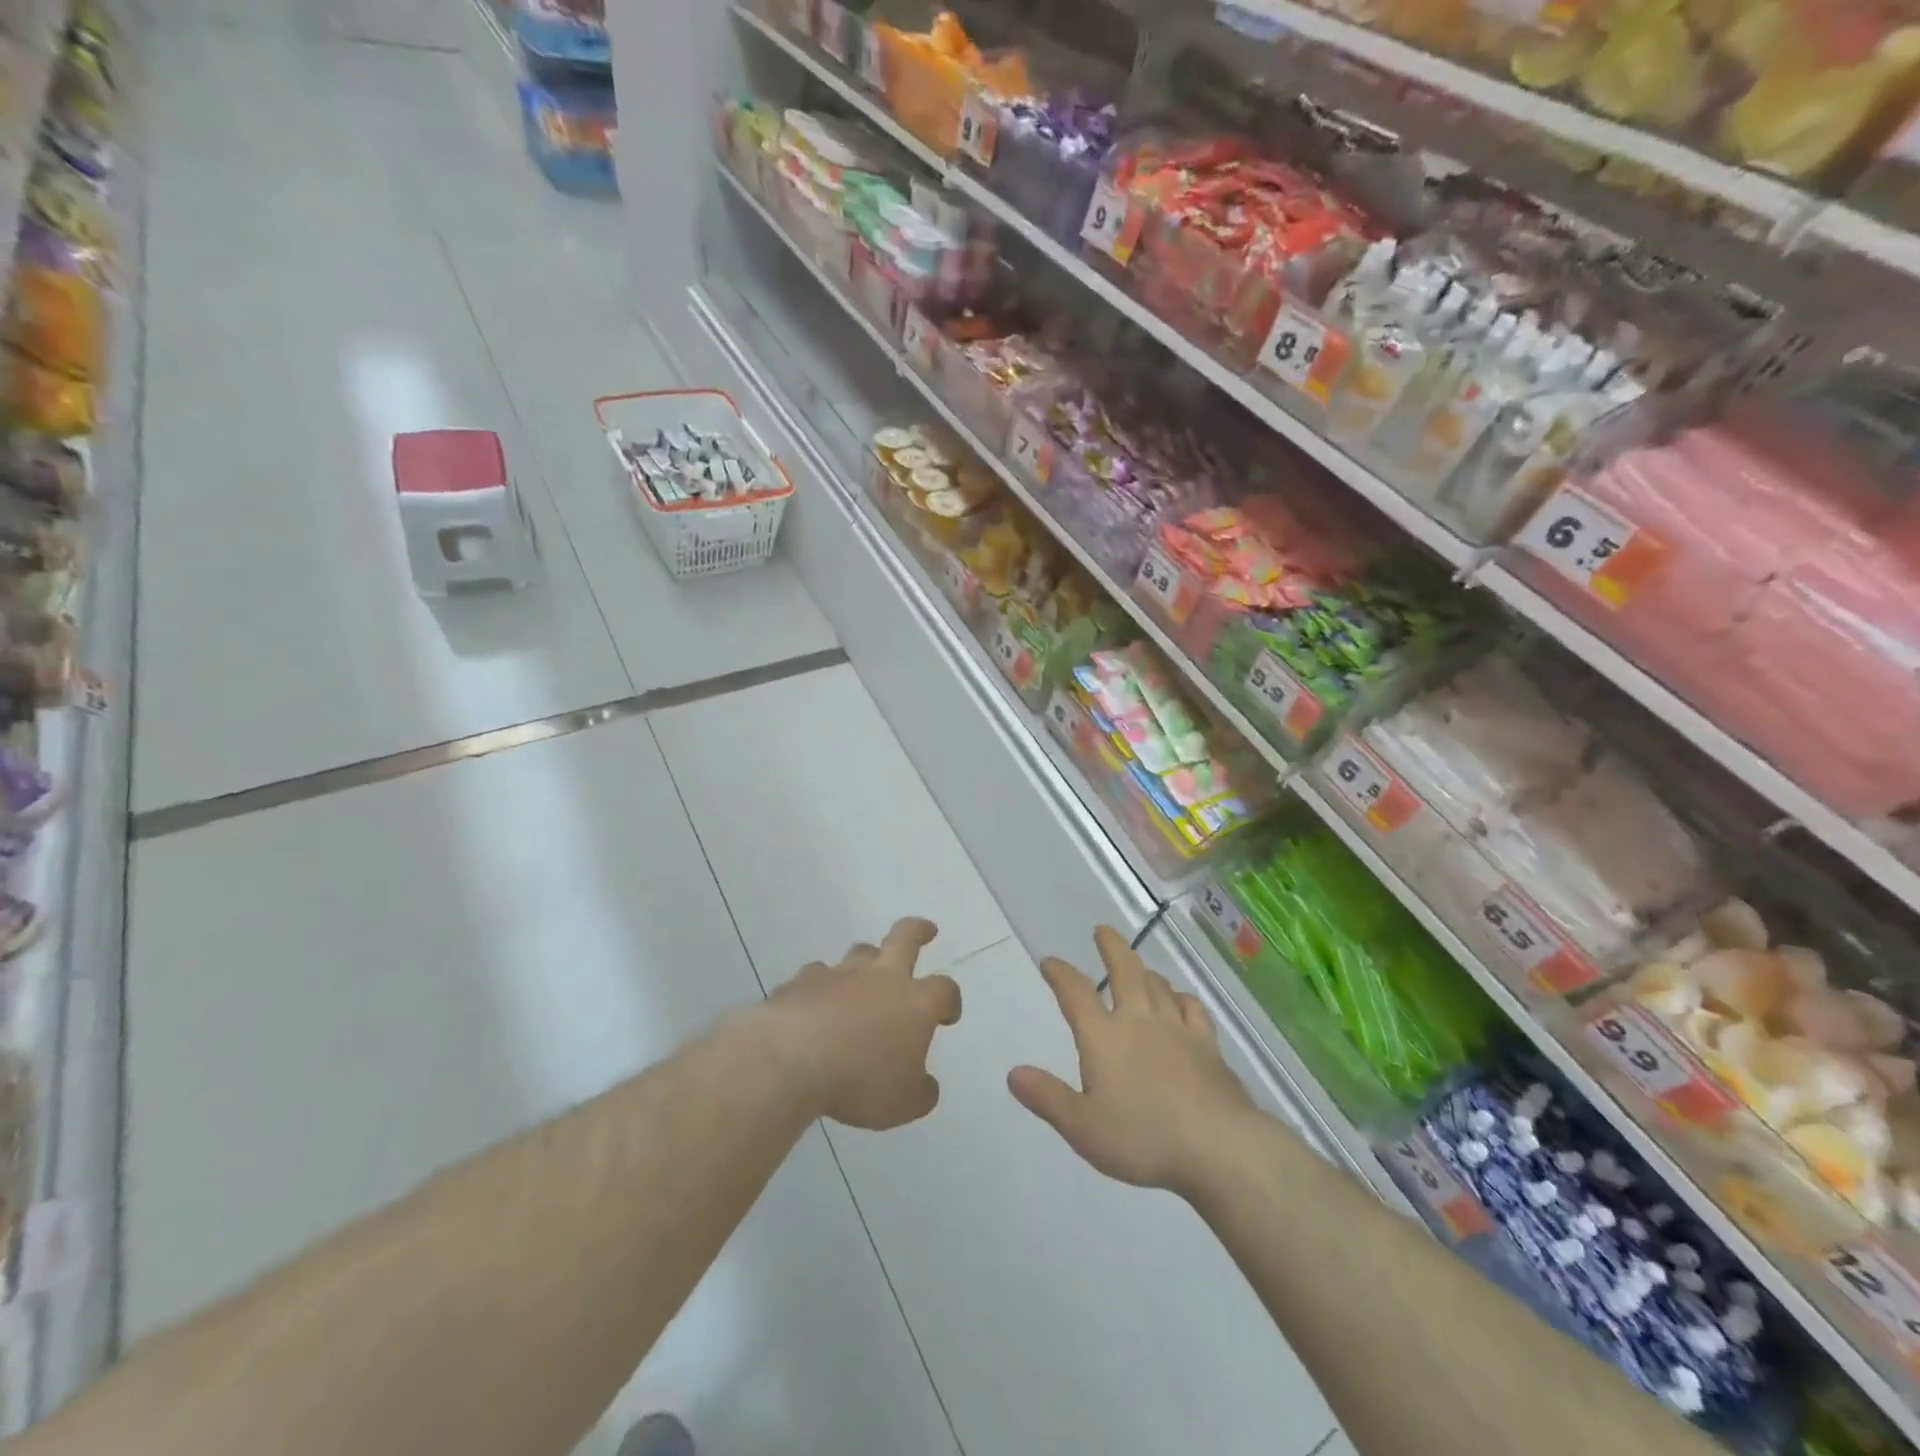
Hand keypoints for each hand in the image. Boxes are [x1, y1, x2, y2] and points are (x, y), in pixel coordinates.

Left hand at [762, 918, 962, 1129]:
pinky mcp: (804, 981)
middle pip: (905, 937)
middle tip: (926, 930)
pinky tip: (816, 1002)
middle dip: (919, 930)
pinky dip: (822, 985)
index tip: (947, 1015)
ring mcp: (840, 974)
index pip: (944, 989)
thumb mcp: (903, 1104)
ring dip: (867, 960)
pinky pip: (818, 975)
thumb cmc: (859, 1081)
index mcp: (915, 1003)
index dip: (950, 1000)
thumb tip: (925, 1085)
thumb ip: (920, 1092)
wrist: (792, 1059)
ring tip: (864, 976)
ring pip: (860, 952)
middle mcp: (881, 978)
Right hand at [1008, 926, 1258, 1197]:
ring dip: (1143, 971)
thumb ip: (1048, 1098)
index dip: (1060, 973)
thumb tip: (1013, 1073)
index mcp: (1104, 1037)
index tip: (1050, 962)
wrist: (1218, 1146)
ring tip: (1138, 968)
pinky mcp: (1207, 1044)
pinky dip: (1182, 998)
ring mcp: (1177, 1028)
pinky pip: (1192, 1008)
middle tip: (1102, 931)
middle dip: (1111, 947)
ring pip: (1158, 985)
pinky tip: (1181, 1000)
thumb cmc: (1143, 1138)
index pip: (1076, 993)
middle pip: (1125, 970)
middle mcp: (1139, 1020)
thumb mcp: (1083, 1128)